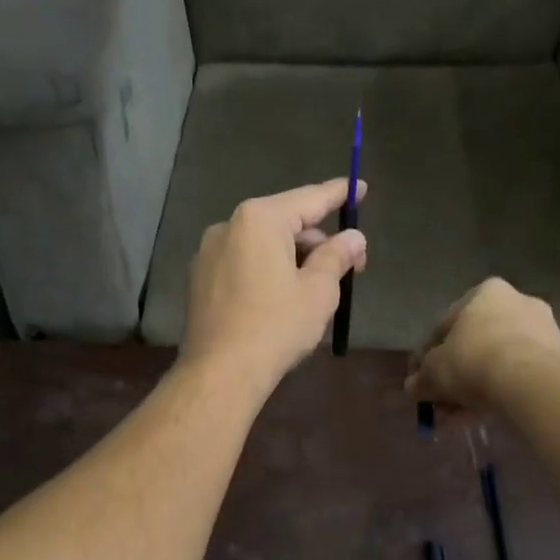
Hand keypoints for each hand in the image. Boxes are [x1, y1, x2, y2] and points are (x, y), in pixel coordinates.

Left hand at [181, 179, 367, 391]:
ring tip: (318, 288)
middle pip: (285, 223)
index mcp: (259, 219)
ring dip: (294, 258)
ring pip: (263, 245)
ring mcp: (209, 253)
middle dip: (319, 241)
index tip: (359, 187)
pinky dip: (268, 271)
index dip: (339, 194)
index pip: (309, 199)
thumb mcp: (318, 291)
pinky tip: (283, 298)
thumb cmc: (276, 326)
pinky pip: (244, 264)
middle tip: (351, 265)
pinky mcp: (200, 280)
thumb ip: (337, 256)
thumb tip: (353, 238)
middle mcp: (228, 226)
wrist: (220, 372)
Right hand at [405, 278, 559, 413]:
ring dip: (473, 390)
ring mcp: (542, 330)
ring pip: (495, 363)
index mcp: (486, 293)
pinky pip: (516, 376)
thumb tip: (412, 386)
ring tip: (456, 419)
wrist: (527, 383)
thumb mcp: (433, 372)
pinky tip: (479, 417)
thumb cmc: (472, 362)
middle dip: (454, 377)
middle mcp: (517, 302)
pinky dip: (497, 393)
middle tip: (439, 403)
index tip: (419, 379)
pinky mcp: (558, 359)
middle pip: (474, 345)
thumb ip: (420, 378)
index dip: (427, 356)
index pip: (446, 326)